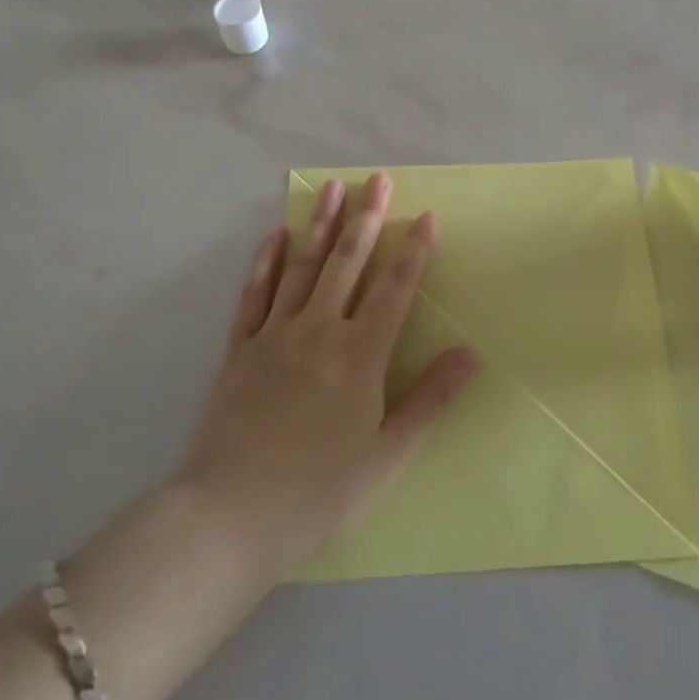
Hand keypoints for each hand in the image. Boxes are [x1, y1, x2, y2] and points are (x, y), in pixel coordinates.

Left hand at [169, 174, 478, 578]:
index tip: (426, 215)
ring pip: (302, 266)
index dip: (413, 250)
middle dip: (367, 218)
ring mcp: (274, 335)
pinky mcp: (238, 349)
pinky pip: (254, 294)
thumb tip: (471, 352)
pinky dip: (265, 261)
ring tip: (333, 187)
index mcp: (360, 356)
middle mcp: (319, 331)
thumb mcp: (387, 457)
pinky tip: (275, 235)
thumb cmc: (317, 494)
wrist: (227, 520)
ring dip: (320, 224)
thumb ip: (430, 399)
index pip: (395, 288)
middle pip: (348, 262)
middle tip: (378, 179)